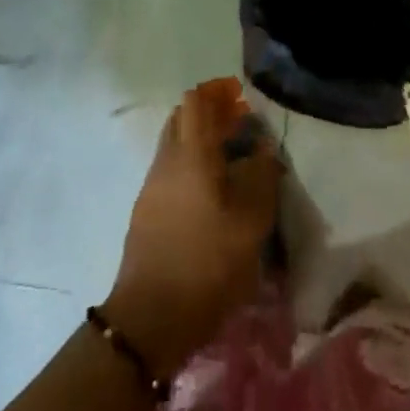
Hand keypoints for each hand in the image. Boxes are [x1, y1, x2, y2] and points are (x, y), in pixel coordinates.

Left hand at [105, 78, 280, 379]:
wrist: (149, 318)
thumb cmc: (207, 262)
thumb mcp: (251, 221)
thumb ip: (261, 175)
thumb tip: (263, 147)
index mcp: (191, 153)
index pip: (196, 100)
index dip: (218, 92)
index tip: (242, 100)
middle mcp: (167, 160)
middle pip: (183, 118)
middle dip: (210, 114)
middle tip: (241, 128)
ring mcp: (152, 186)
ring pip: (175, 144)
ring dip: (200, 141)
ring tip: (232, 162)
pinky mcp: (146, 211)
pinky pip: (171, 170)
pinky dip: (191, 165)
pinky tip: (213, 193)